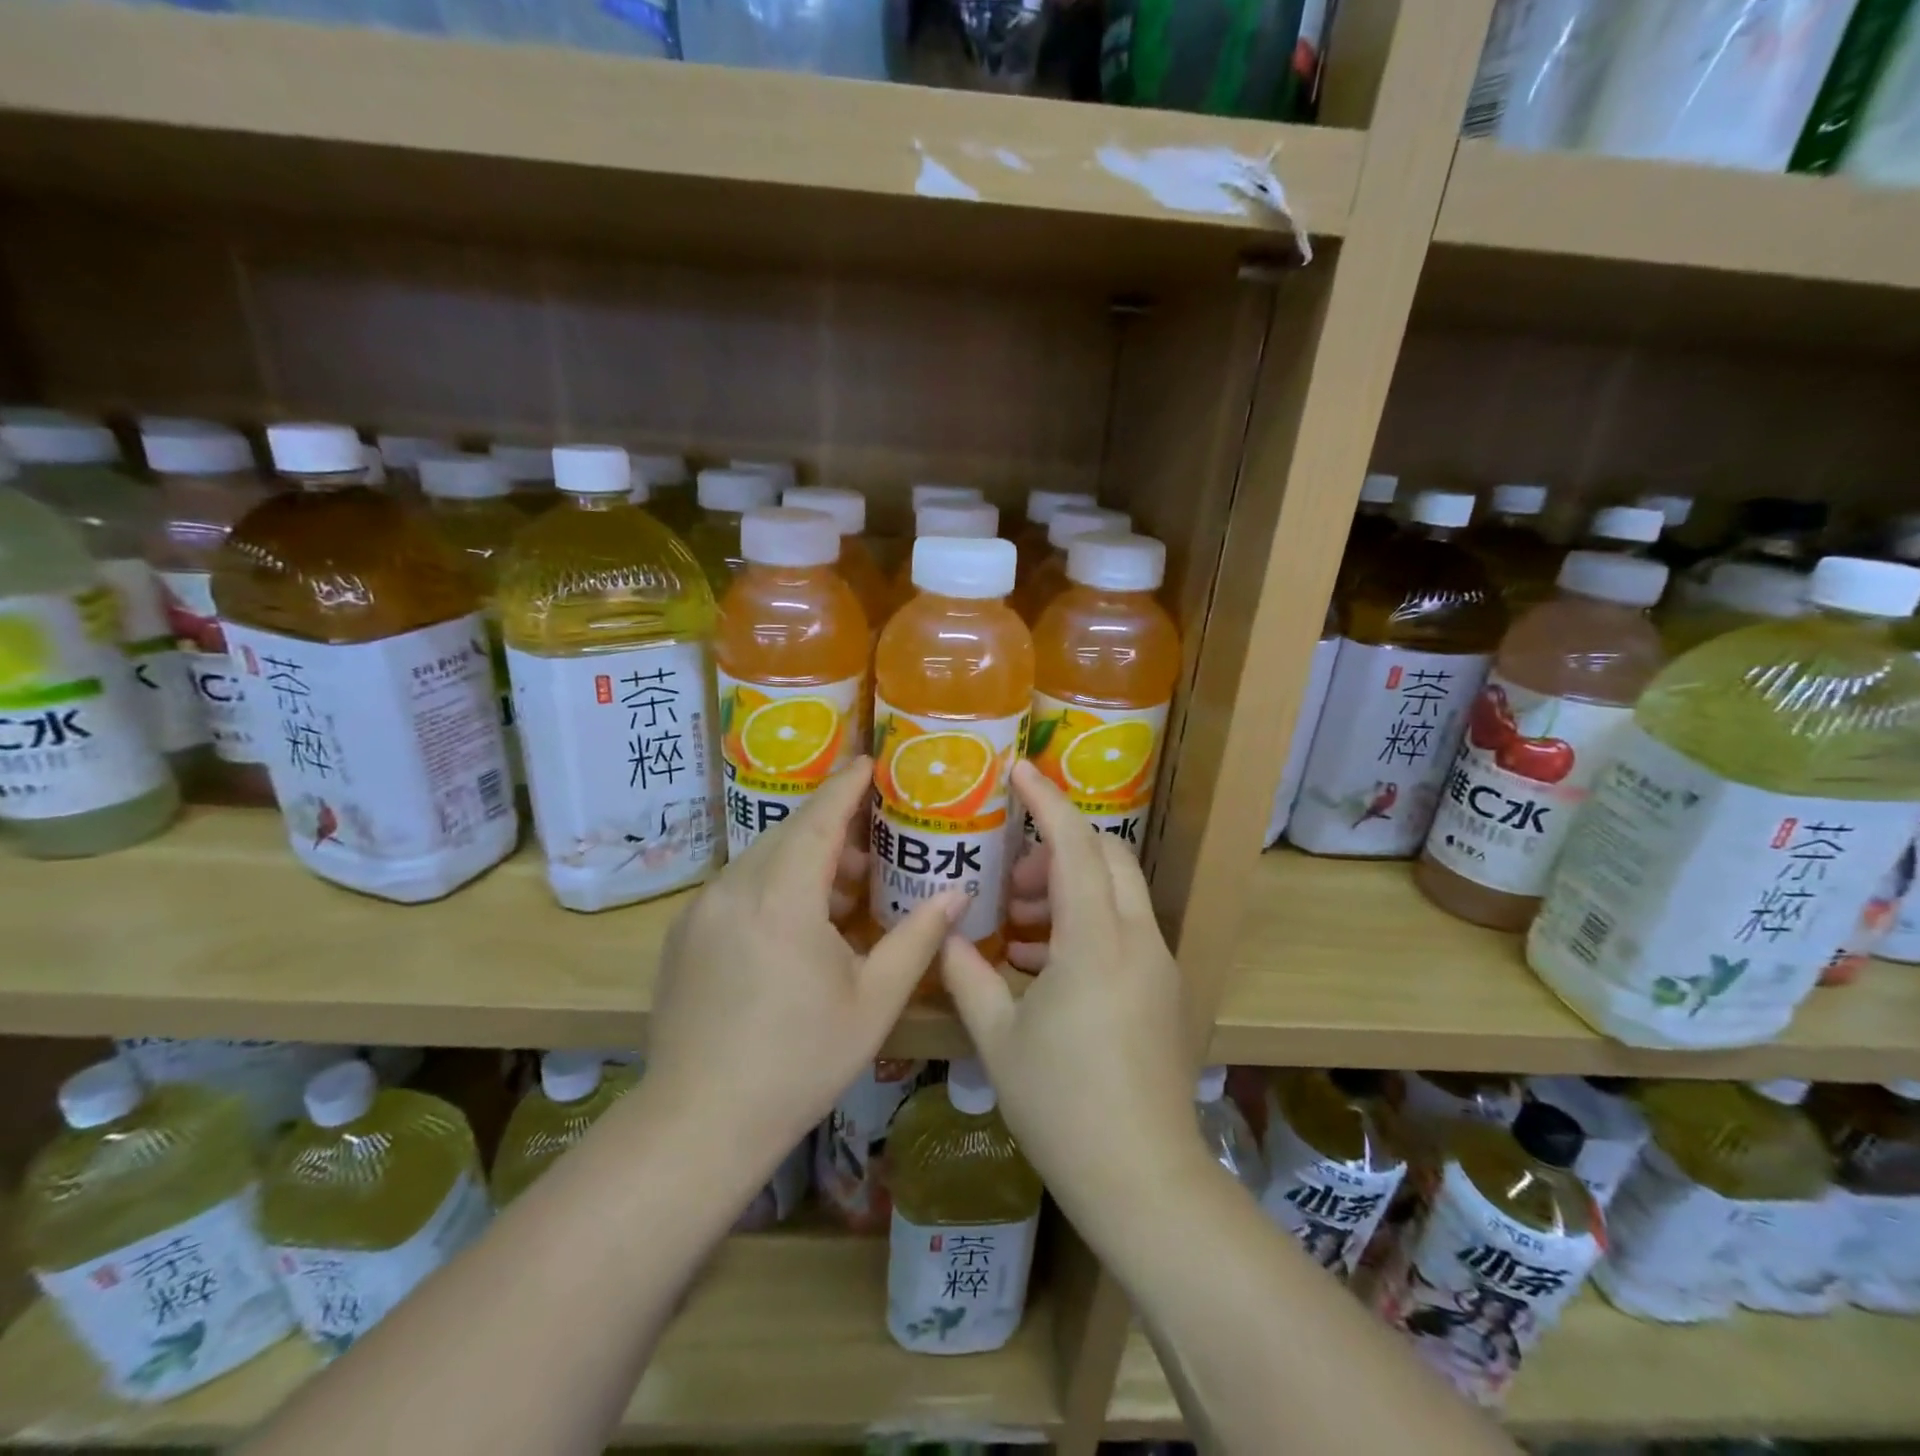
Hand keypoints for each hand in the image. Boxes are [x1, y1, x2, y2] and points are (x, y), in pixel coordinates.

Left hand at [646, 759, 964, 1169]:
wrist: (699, 1121)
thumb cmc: (800, 1059)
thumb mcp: (874, 1000)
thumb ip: (919, 938)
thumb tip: (958, 894)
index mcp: (782, 897)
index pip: (818, 819)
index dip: (846, 786)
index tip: (869, 762)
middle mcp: (734, 888)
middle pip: (788, 833)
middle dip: (830, 827)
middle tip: (872, 844)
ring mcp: (701, 910)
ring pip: (760, 859)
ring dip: (801, 859)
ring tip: (841, 891)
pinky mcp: (683, 934)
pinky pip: (736, 886)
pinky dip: (771, 883)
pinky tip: (794, 924)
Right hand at [940, 762, 1199, 1214]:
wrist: (1143, 1178)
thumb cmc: (1062, 1105)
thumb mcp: (998, 1038)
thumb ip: (968, 975)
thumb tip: (949, 937)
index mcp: (1094, 942)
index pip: (1074, 845)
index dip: (1046, 801)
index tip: (1019, 772)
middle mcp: (1137, 939)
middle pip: (1107, 856)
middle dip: (1058, 848)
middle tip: (1013, 881)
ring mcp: (1158, 964)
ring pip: (1120, 891)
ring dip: (1072, 886)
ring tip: (1021, 925)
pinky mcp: (1163, 989)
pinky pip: (1126, 927)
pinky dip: (1088, 920)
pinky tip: (1045, 963)